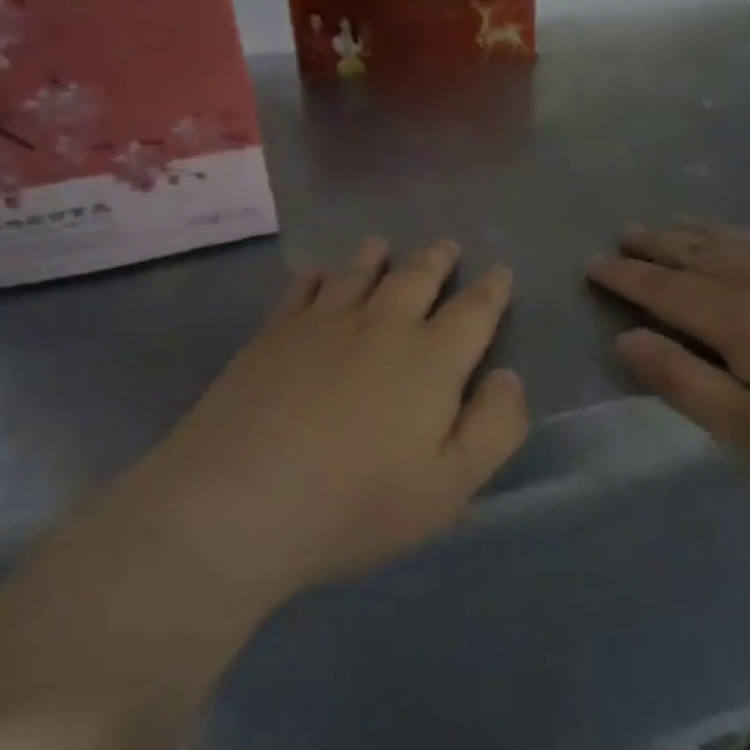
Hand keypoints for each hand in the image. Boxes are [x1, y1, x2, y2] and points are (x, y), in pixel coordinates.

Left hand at [140, 237, 527, 605]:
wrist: (240, 501)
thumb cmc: (357, 503)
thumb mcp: (450, 486)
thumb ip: (494, 427)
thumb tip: (508, 376)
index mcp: (432, 359)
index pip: (474, 310)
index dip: (492, 289)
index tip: (500, 271)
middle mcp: (382, 325)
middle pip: (417, 277)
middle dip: (438, 259)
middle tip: (446, 246)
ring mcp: (322, 323)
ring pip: (358, 272)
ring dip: (376, 256)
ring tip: (383, 246)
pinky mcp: (273, 333)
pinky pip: (302, 288)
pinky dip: (316, 275)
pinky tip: (315, 275)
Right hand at [586, 223, 749, 506]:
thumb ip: (682, 382)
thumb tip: (626, 339)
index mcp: (738, 318)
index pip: (666, 289)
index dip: (627, 277)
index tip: (594, 263)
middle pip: (698, 255)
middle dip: (656, 245)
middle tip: (624, 234)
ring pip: (737, 242)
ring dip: (696, 233)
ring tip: (671, 227)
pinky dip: (742, 236)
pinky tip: (742, 240)